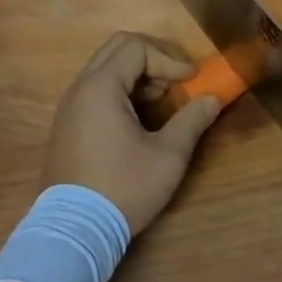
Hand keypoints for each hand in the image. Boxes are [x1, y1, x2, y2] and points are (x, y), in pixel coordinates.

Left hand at [43, 32, 221, 233]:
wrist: (72, 234)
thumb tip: (213, 99)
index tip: (191, 80)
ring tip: (162, 99)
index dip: (169, 58)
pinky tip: (140, 117)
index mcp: (101, 86)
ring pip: (106, 67)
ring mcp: (70, 106)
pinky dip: (121, 89)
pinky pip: (96, 88)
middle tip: (177, 79)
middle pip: (118, 48)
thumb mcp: (167, 156)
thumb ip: (192, 120)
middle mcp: (80, 87)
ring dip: (138, 74)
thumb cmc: (122, 189)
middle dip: (153, 57)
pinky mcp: (67, 124)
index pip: (137, 47)